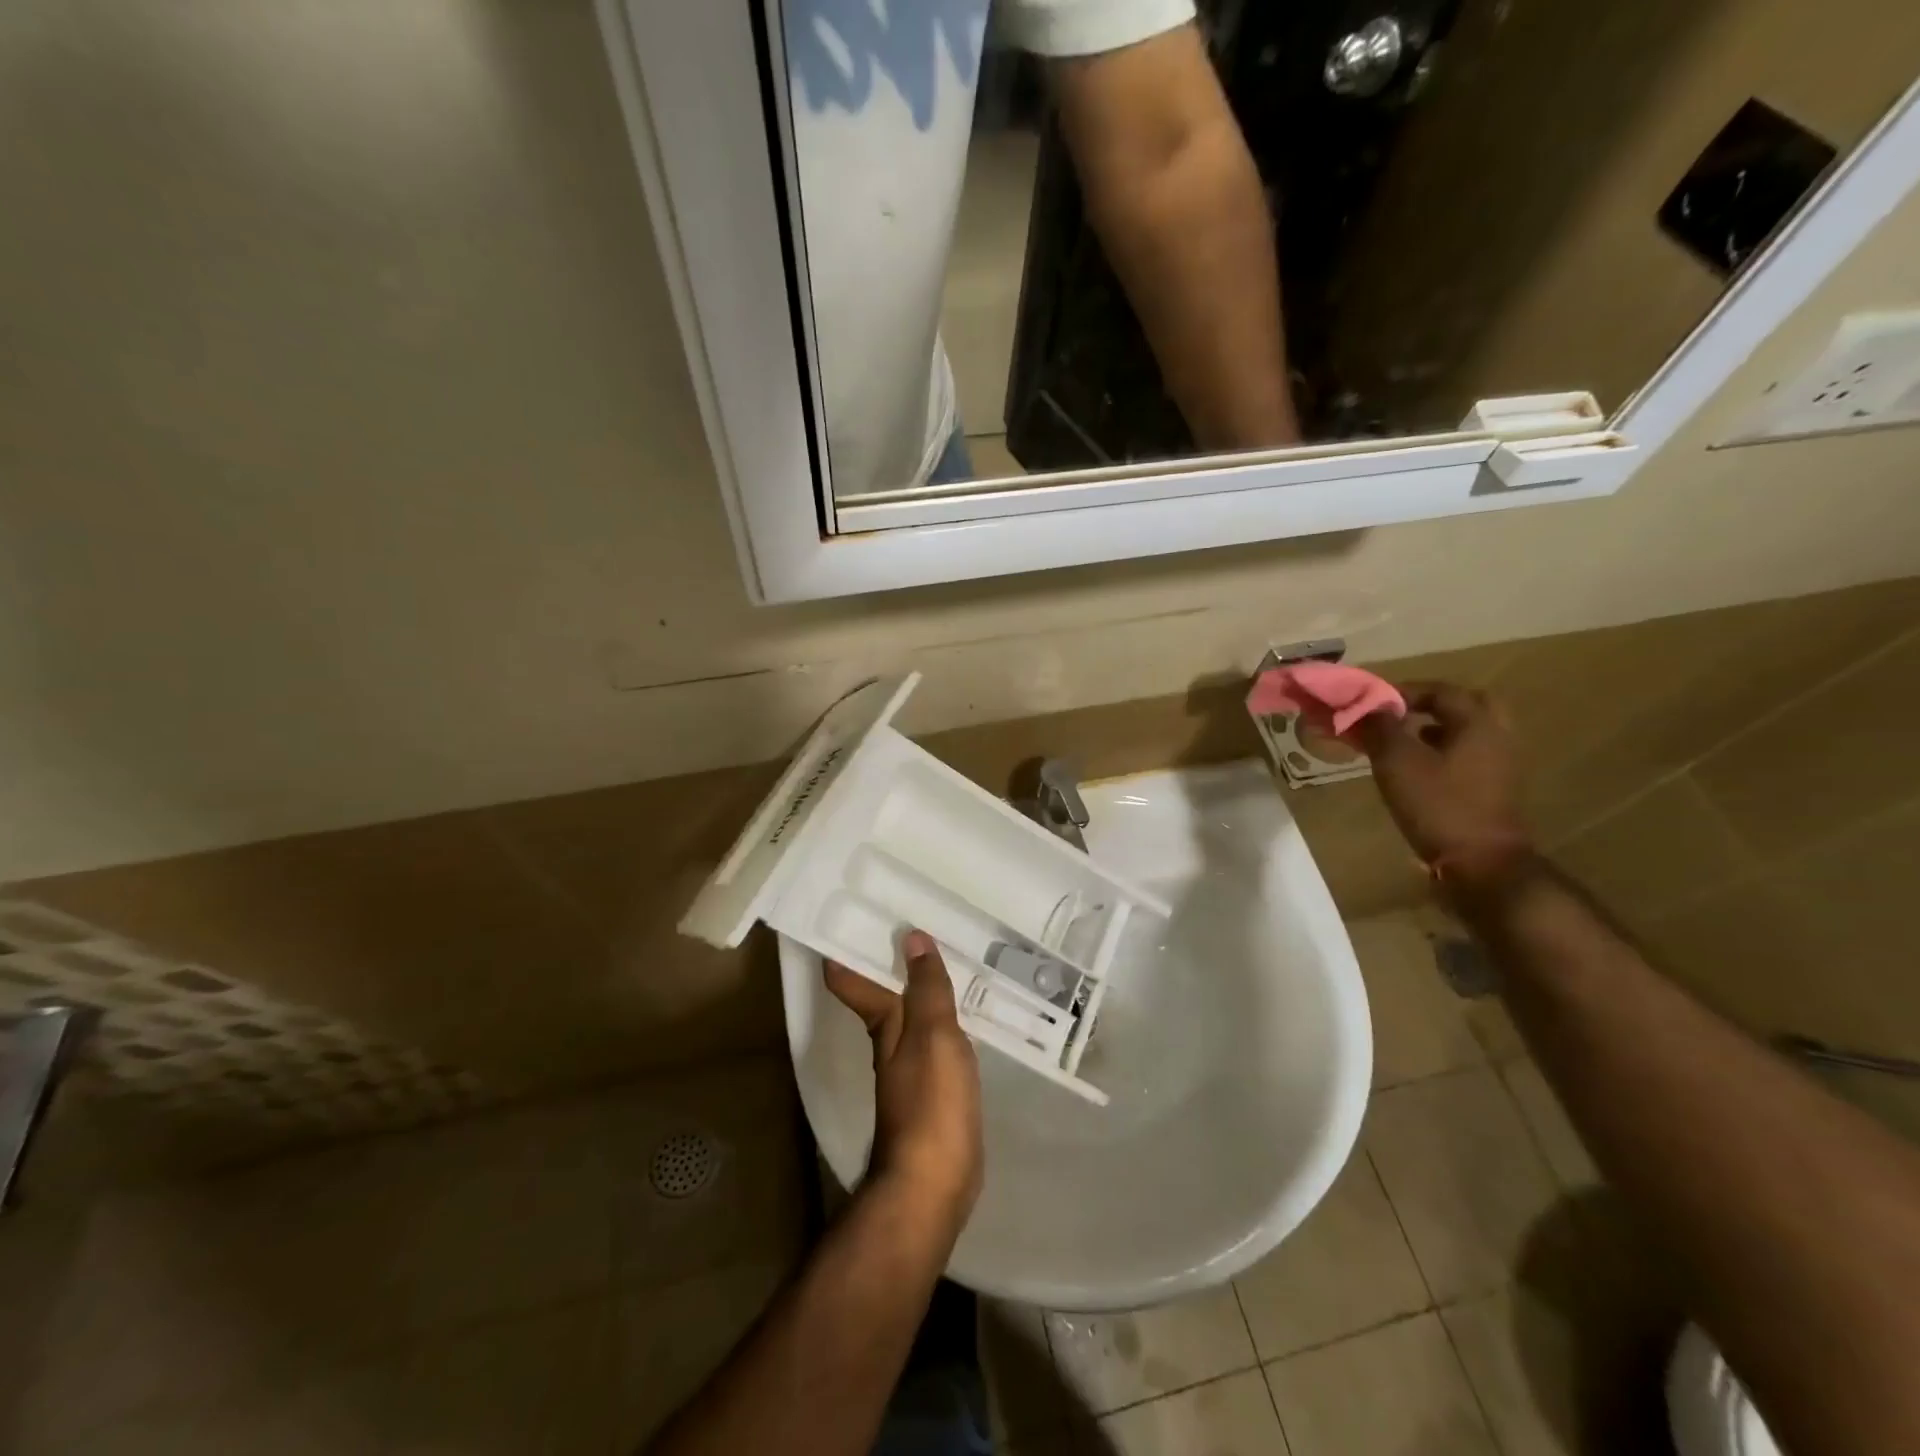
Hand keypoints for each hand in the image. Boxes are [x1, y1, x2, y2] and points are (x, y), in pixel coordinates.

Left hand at [825, 931, 983, 1229]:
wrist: (933, 1183)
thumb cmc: (930, 1102)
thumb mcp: (933, 1035)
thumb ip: (927, 988)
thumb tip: (912, 936)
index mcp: (883, 1024)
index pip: (851, 980)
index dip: (845, 949)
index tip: (849, 915)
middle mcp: (891, 1041)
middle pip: (884, 992)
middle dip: (893, 959)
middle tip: (914, 920)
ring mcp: (911, 1066)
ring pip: (912, 1012)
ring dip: (921, 986)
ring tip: (945, 955)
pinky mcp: (935, 1087)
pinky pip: (936, 1037)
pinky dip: (944, 1016)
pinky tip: (965, 1011)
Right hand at [1351, 681, 1533, 884]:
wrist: (1481, 863)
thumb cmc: (1438, 804)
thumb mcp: (1397, 761)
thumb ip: (1380, 728)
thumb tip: (1366, 707)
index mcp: (1478, 723)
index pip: (1441, 691)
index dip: (1403, 691)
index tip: (1371, 703)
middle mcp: (1497, 737)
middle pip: (1468, 705)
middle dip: (1431, 705)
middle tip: (1400, 715)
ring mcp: (1501, 766)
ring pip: (1468, 733)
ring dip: (1436, 729)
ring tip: (1402, 742)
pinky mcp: (1495, 790)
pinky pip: (1468, 756)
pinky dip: (1444, 752)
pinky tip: (1417, 770)